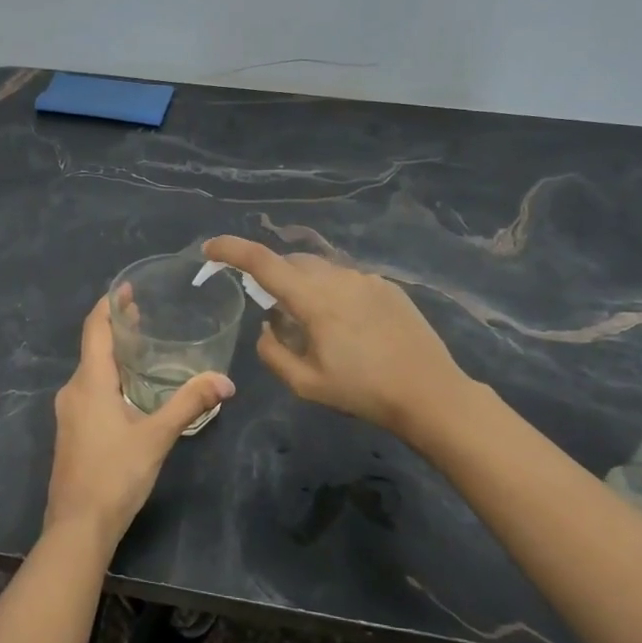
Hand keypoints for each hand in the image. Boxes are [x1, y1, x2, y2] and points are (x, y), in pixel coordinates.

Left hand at [45, 295, 234, 548]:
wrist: (77, 527)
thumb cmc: (115, 475)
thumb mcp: (157, 436)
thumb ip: (189, 404)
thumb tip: (225, 380)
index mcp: (89, 382)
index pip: (95, 328)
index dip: (109, 304)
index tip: (127, 287)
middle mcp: (73, 390)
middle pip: (93, 346)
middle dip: (117, 327)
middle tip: (145, 312)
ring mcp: (68, 412)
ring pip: (91, 370)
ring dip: (114, 354)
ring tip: (143, 347)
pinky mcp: (71, 431)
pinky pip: (89, 390)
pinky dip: (108, 377)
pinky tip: (131, 390)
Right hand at [202, 235, 463, 433]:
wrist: (431, 393)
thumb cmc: (364, 392)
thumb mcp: (306, 384)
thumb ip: (273, 352)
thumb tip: (267, 327)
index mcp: (313, 300)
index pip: (262, 262)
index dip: (231, 250)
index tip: (210, 249)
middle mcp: (338, 278)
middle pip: (291, 262)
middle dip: (273, 276)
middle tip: (273, 312)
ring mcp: (366, 279)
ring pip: (320, 269)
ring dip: (304, 285)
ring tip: (313, 324)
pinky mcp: (388, 286)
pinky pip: (347, 279)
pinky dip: (332, 292)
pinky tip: (347, 326)